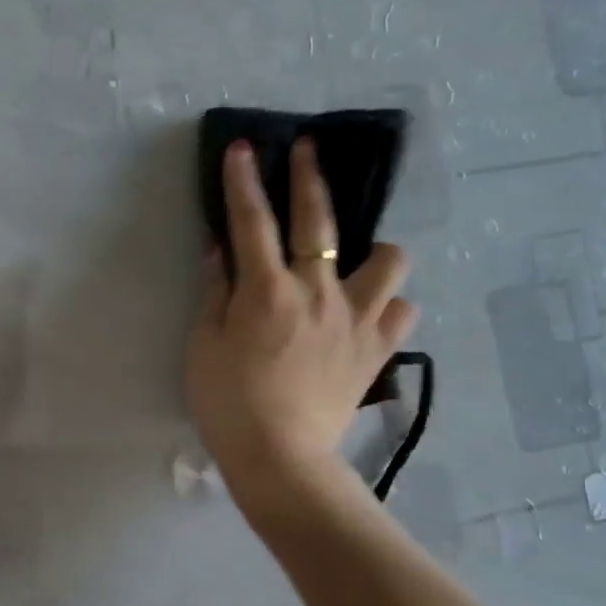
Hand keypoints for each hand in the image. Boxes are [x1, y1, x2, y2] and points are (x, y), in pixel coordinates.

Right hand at [186, 137, 417, 501]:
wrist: (281, 458)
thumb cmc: (229, 402)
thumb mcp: (203, 345)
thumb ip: (214, 292)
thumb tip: (220, 251)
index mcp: (267, 290)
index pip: (251, 221)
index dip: (243, 180)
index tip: (242, 147)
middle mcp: (318, 292)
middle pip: (319, 220)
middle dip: (310, 176)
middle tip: (307, 149)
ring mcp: (356, 319)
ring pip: (389, 260)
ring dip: (373, 250)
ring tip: (355, 261)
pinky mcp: (378, 350)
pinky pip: (401, 312)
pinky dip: (388, 305)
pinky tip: (370, 313)